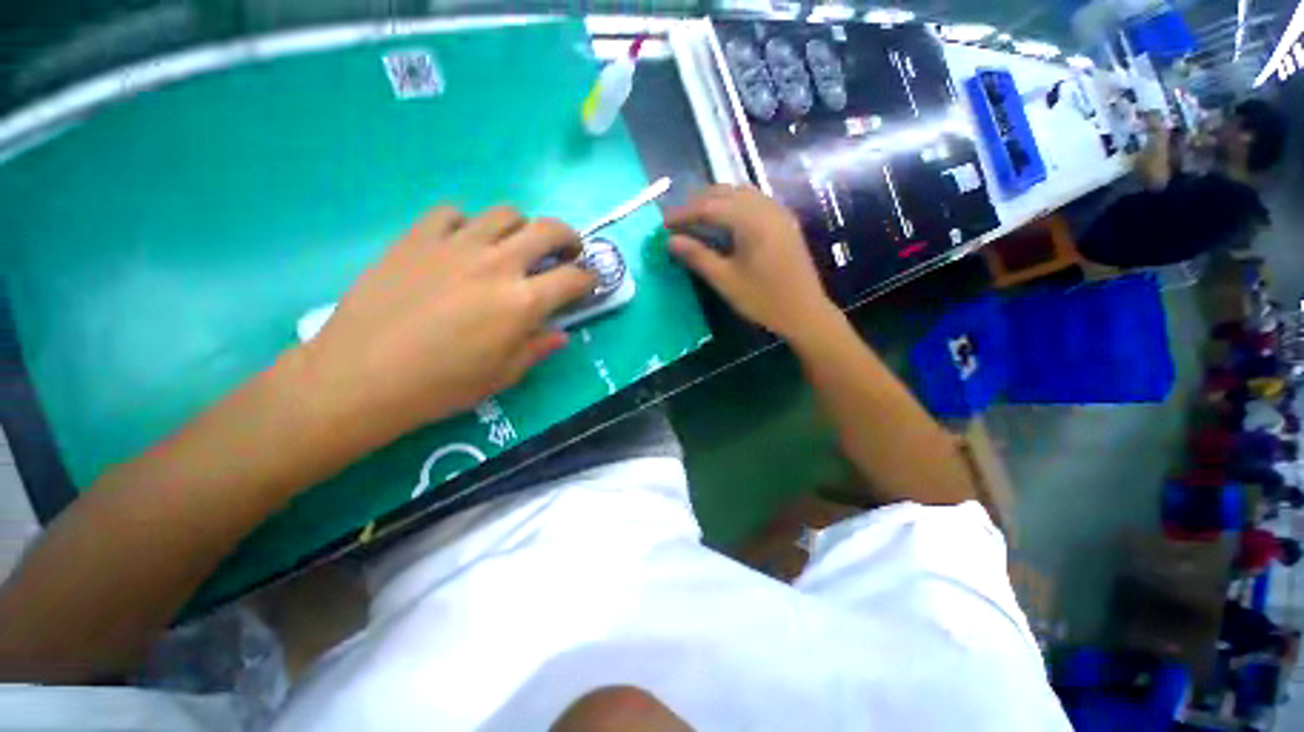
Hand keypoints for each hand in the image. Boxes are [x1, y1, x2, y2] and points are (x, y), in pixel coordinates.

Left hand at [300, 206, 593, 443]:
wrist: (362, 376)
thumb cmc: (442, 385)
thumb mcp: (504, 375)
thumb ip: (538, 348)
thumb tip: (559, 334)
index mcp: (523, 302)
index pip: (573, 278)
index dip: (588, 279)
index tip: (588, 283)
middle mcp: (497, 264)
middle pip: (548, 230)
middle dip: (569, 238)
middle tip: (568, 250)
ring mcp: (455, 245)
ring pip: (504, 214)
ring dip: (522, 227)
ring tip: (515, 246)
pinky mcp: (417, 238)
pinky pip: (452, 214)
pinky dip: (467, 224)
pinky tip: (462, 243)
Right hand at [665, 185, 835, 339]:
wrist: (805, 313)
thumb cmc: (763, 300)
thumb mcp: (725, 281)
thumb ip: (697, 256)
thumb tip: (670, 241)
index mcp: (751, 221)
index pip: (709, 206)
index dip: (684, 213)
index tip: (664, 223)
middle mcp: (766, 208)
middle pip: (725, 192)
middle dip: (697, 202)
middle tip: (677, 219)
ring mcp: (778, 212)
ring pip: (741, 193)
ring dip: (715, 200)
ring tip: (696, 217)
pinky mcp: (785, 222)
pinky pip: (754, 201)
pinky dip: (733, 204)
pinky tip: (725, 220)